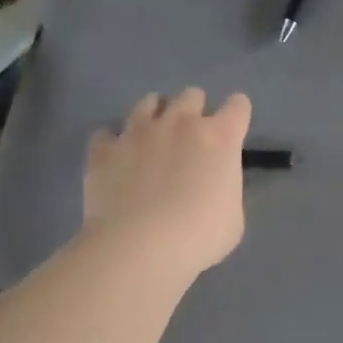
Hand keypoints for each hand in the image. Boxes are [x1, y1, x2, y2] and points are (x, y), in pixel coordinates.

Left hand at [83, 88, 251, 276]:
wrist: (139, 247)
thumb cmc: (199, 237)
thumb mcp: (233, 217)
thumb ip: (226, 188)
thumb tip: (212, 186)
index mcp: (220, 138)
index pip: (237, 106)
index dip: (236, 115)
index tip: (233, 129)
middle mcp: (180, 123)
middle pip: (192, 95)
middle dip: (194, 111)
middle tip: (191, 137)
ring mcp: (138, 132)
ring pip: (148, 102)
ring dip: (154, 115)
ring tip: (152, 137)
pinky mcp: (104, 150)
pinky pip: (106, 135)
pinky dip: (111, 144)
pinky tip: (115, 159)